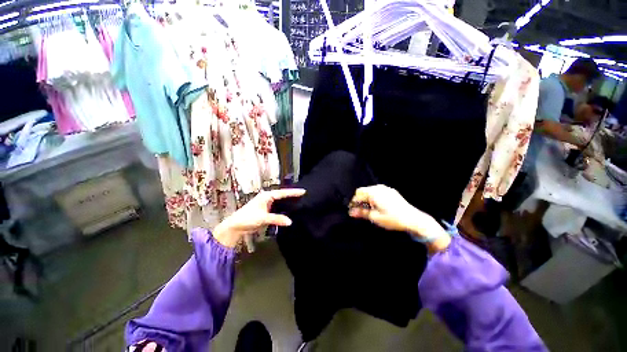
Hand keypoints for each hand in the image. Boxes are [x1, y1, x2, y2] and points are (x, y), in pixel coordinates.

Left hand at [213, 189, 305, 247]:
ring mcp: (266, 204)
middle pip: (282, 195)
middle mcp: (267, 198)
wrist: (235, 226)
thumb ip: (277, 219)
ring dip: (288, 201)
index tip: (303, 191)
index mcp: (266, 196)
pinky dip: (283, 207)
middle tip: (303, 195)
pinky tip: (289, 210)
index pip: (283, 193)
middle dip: (292, 195)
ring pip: (280, 201)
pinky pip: (277, 207)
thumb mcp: (263, 218)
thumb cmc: (247, 218)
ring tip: (299, 201)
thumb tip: (290, 222)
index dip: (293, 192)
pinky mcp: (265, 210)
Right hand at [348, 185, 450, 251]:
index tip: (353, 210)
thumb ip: (361, 213)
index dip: (354, 201)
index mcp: (374, 193)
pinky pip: (378, 191)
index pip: (358, 193)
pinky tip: (377, 206)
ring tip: (369, 209)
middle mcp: (379, 188)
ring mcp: (386, 189)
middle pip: (364, 191)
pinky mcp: (392, 192)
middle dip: (360, 200)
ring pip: (371, 191)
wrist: (413, 220)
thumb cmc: (393, 219)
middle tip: (360, 211)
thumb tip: (351, 212)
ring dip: (367, 198)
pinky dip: (374, 197)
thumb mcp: (375, 217)